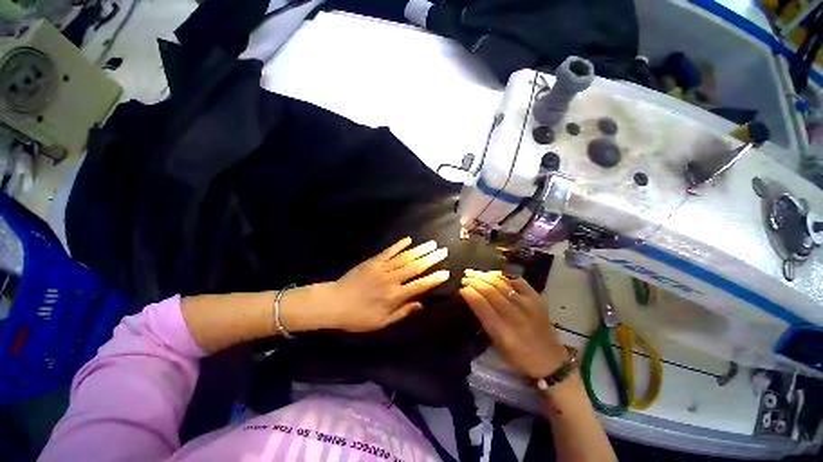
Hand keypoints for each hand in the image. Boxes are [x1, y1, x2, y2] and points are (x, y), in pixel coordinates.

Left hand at [286, 237, 449, 332]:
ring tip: (432, 243)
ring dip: (419, 250)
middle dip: (431, 259)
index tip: (446, 272)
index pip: (420, 285)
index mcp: (395, 296)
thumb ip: (402, 312)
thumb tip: (420, 305)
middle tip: (443, 251)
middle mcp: (391, 279)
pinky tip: (408, 239)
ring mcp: (382, 268)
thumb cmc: (358, 317)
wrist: (334, 303)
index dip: (434, 279)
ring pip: (405, 257)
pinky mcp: (373, 261)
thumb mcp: (381, 322)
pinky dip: (399, 245)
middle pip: (415, 267)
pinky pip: (388, 251)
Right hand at [459, 269, 568, 378]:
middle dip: (474, 281)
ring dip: (485, 276)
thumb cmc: (518, 356)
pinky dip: (503, 275)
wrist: (549, 360)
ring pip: (502, 283)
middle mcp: (516, 316)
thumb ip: (484, 320)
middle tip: (464, 278)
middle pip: (491, 291)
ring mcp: (528, 305)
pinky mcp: (537, 298)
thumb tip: (471, 297)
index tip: (461, 288)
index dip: (470, 294)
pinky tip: (493, 273)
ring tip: (474, 273)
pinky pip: (517, 280)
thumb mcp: (496, 344)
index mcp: (503, 332)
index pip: (482, 306)